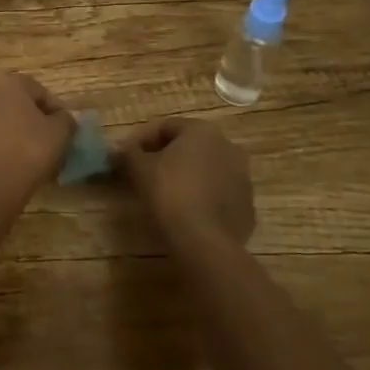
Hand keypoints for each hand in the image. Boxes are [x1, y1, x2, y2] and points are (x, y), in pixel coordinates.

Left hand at [0, 72, 73, 213]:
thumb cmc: (27, 152)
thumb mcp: (60, 134)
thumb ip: (65, 119)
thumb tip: (62, 118)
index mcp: (7, 81)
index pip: (39, 92)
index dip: (54, 111)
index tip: (64, 131)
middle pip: (13, 102)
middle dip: (28, 118)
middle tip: (44, 141)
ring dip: (8, 129)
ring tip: (23, 154)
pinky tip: (3, 162)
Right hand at [115, 117, 255, 248]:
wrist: (205, 242)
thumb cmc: (169, 193)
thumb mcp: (139, 168)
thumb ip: (129, 153)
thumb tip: (122, 150)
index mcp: (202, 131)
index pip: (166, 127)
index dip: (143, 139)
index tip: (128, 156)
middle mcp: (228, 147)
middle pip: (190, 147)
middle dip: (167, 157)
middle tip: (146, 174)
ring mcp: (243, 179)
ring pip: (207, 171)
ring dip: (188, 177)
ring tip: (166, 195)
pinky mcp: (247, 207)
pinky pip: (219, 195)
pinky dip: (203, 199)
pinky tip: (187, 213)